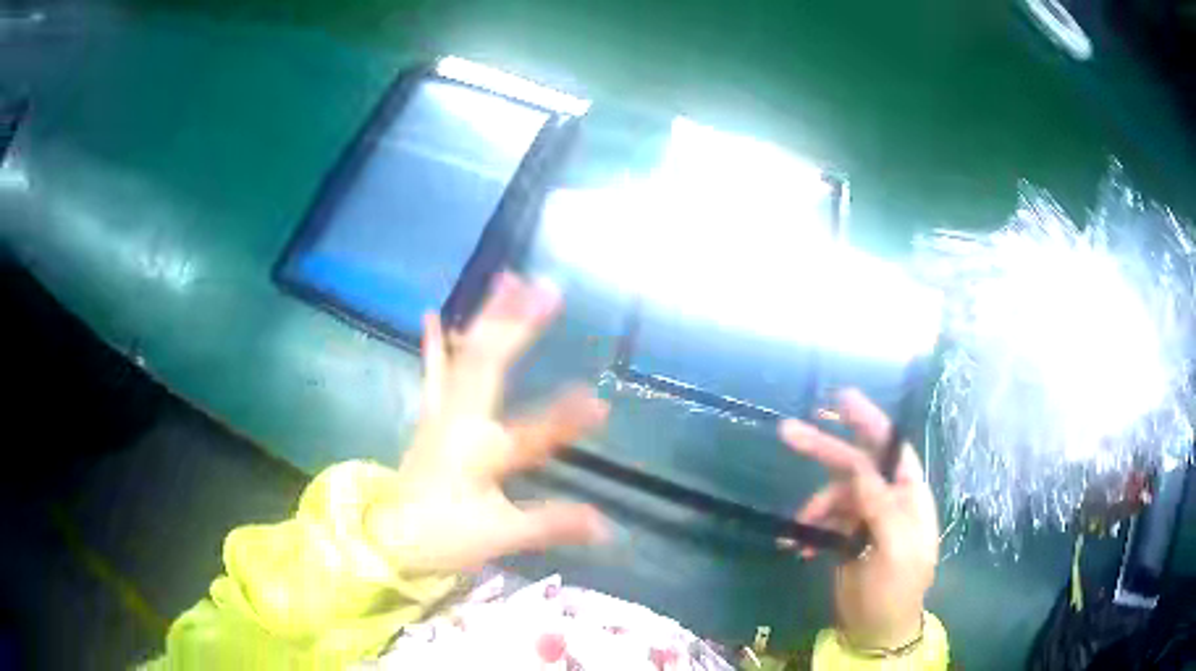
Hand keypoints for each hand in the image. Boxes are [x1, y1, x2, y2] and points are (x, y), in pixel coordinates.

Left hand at [365, 273, 609, 574]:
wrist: (389, 536)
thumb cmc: (444, 536)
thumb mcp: (500, 535)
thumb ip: (552, 525)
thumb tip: (608, 528)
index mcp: (479, 453)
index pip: (531, 433)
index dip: (565, 419)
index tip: (600, 403)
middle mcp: (459, 421)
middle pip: (487, 365)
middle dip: (517, 325)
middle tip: (548, 287)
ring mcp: (442, 412)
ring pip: (464, 355)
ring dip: (487, 316)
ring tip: (508, 278)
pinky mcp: (432, 415)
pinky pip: (434, 370)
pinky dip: (435, 342)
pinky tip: (431, 314)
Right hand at [779, 390, 938, 649]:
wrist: (877, 630)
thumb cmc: (895, 590)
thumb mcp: (895, 549)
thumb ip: (881, 506)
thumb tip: (860, 468)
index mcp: (909, 496)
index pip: (889, 448)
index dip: (867, 421)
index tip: (840, 399)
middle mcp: (889, 499)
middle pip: (856, 464)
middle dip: (825, 450)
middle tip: (788, 432)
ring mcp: (866, 518)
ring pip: (834, 495)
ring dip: (813, 508)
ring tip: (798, 534)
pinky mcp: (847, 537)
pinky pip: (825, 521)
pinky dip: (810, 529)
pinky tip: (799, 547)